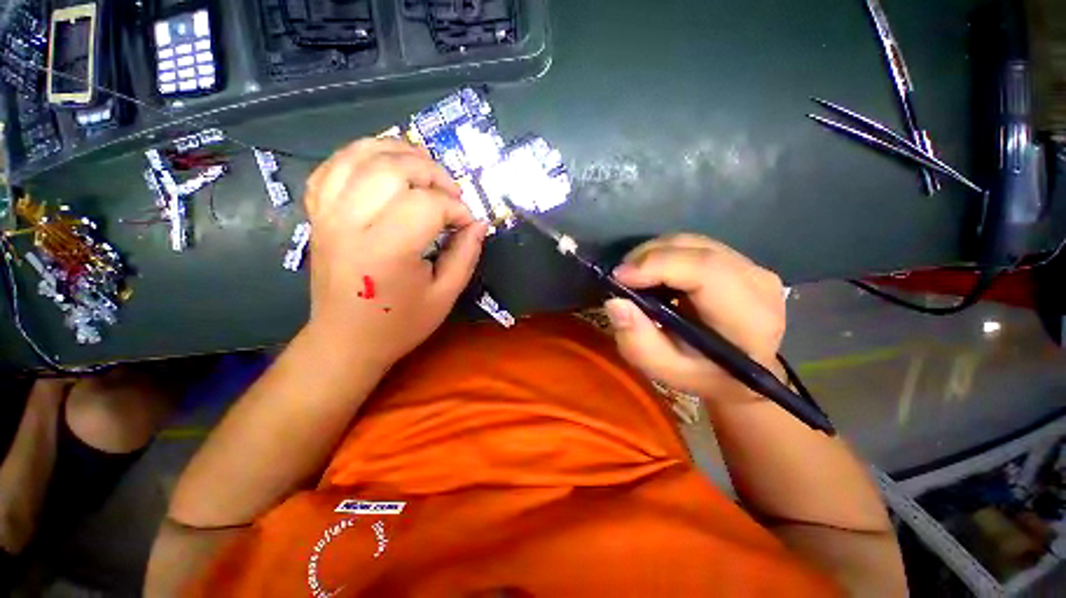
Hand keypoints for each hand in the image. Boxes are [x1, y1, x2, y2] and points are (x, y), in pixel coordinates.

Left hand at [303, 138, 488, 366]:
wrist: (345, 340)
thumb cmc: (400, 324)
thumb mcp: (445, 295)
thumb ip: (465, 255)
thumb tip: (479, 223)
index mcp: (386, 250)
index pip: (427, 204)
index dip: (455, 208)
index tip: (467, 223)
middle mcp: (350, 223)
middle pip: (393, 168)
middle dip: (432, 172)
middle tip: (451, 193)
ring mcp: (327, 214)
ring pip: (360, 155)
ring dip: (399, 152)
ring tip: (424, 168)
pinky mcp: (317, 214)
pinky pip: (333, 165)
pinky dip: (362, 155)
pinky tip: (384, 166)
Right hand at [604, 234, 786, 399]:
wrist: (738, 372)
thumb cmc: (701, 375)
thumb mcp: (664, 369)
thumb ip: (638, 341)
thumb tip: (615, 302)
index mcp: (749, 318)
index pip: (705, 271)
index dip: (657, 266)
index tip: (619, 277)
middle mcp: (758, 283)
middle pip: (696, 250)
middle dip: (648, 257)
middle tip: (620, 277)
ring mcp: (752, 267)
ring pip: (693, 243)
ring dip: (655, 254)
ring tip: (634, 277)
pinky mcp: (741, 261)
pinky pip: (695, 246)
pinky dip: (666, 255)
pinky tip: (654, 274)